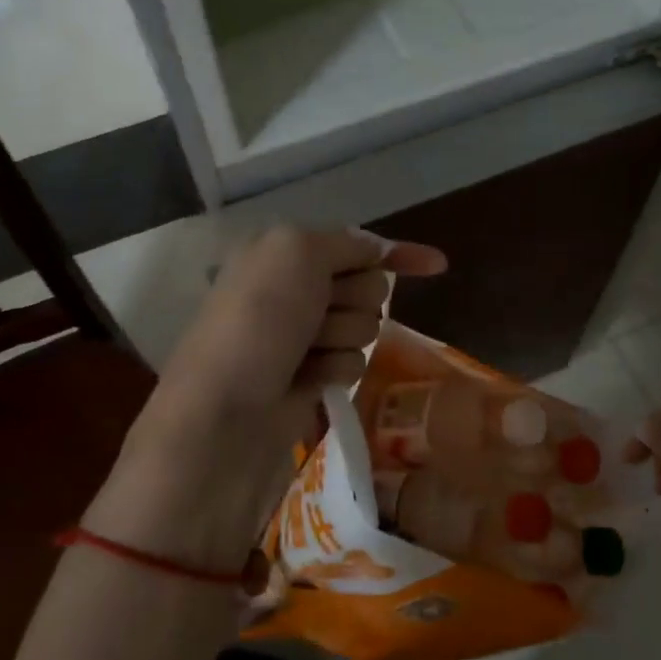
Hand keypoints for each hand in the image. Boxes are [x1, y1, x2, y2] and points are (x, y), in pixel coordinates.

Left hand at [86, 226, 445, 572]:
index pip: (355, 243)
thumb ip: (344, 242)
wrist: (223, 416)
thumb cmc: (257, 323)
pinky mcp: (312, 377)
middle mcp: (293, 289)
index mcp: (282, 252)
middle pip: (367, 285)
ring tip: (304, 355)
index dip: (395, 252)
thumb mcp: (296, 253)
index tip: (437, 264)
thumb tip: (377, 249)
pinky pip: (353, 363)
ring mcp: (303, 336)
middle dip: (354, 299)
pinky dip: (335, 369)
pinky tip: (307, 382)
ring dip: (342, 337)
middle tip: (317, 316)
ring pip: (364, 326)